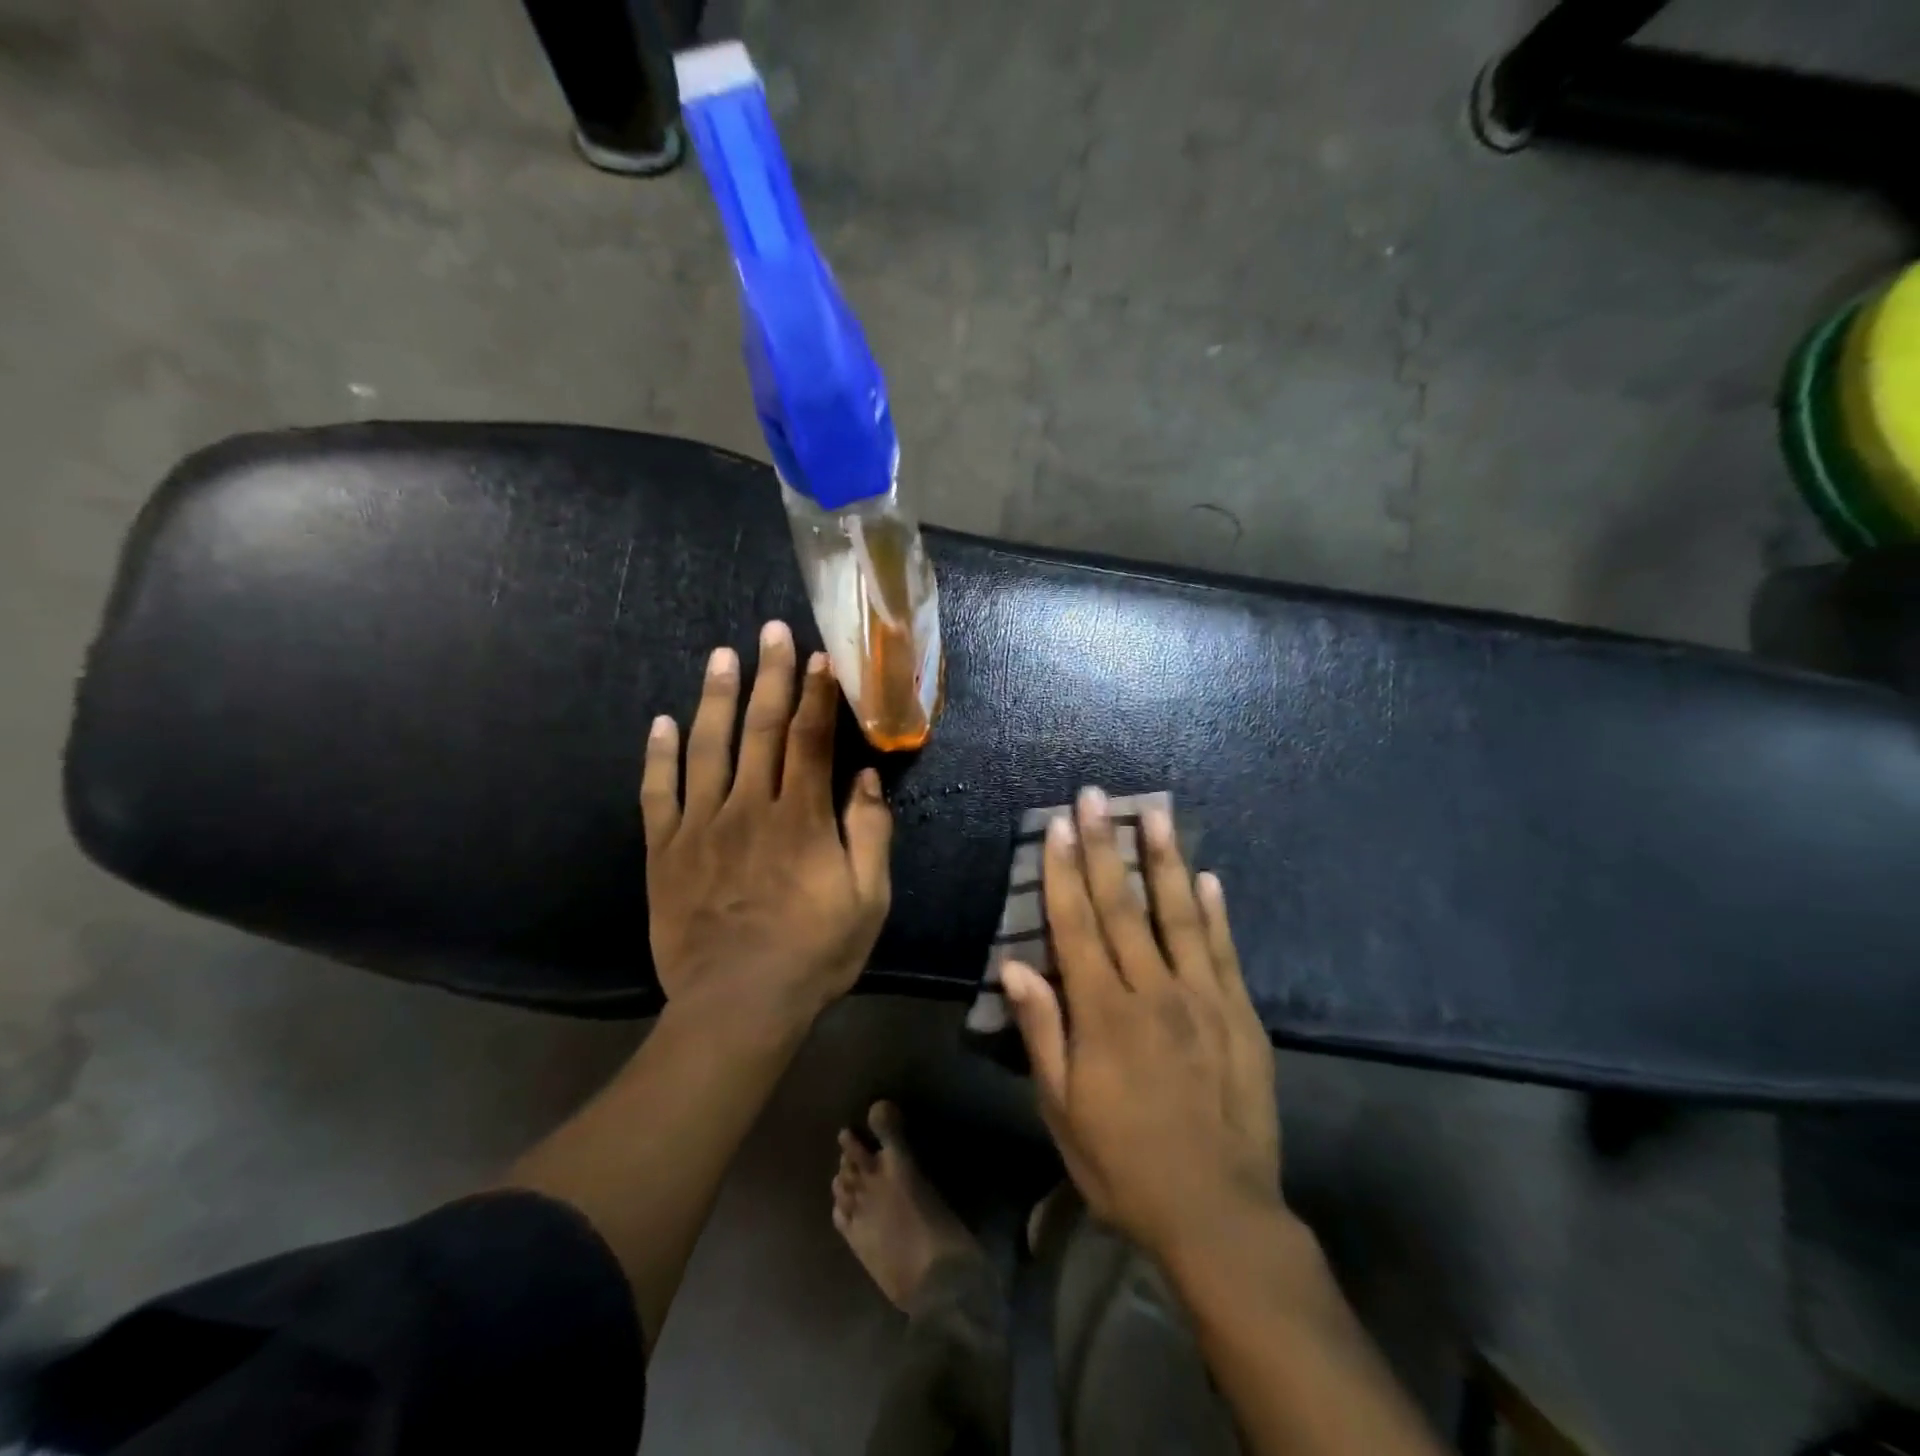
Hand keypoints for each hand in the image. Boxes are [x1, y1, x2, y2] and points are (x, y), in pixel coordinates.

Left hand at [641, 621, 892, 1026]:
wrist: (737, 1005)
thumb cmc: (814, 953)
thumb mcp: (867, 900)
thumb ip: (870, 835)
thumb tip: (865, 780)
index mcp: (801, 818)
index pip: (810, 739)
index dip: (816, 694)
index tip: (818, 656)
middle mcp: (749, 808)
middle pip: (761, 728)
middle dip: (769, 675)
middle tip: (770, 631)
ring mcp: (701, 826)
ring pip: (707, 748)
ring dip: (716, 697)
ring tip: (722, 656)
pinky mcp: (665, 851)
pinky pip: (658, 793)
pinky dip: (658, 755)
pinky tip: (661, 722)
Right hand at [1002, 789, 1279, 1259]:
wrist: (1220, 1214)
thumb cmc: (1125, 1165)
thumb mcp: (1063, 1110)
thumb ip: (1041, 1033)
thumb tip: (1015, 966)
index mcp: (1104, 1014)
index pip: (1077, 926)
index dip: (1065, 873)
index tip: (1060, 826)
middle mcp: (1153, 992)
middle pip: (1123, 906)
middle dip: (1106, 846)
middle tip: (1097, 797)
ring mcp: (1203, 999)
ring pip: (1178, 915)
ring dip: (1163, 860)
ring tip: (1156, 813)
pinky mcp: (1240, 1015)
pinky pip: (1223, 952)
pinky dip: (1214, 912)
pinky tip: (1207, 877)